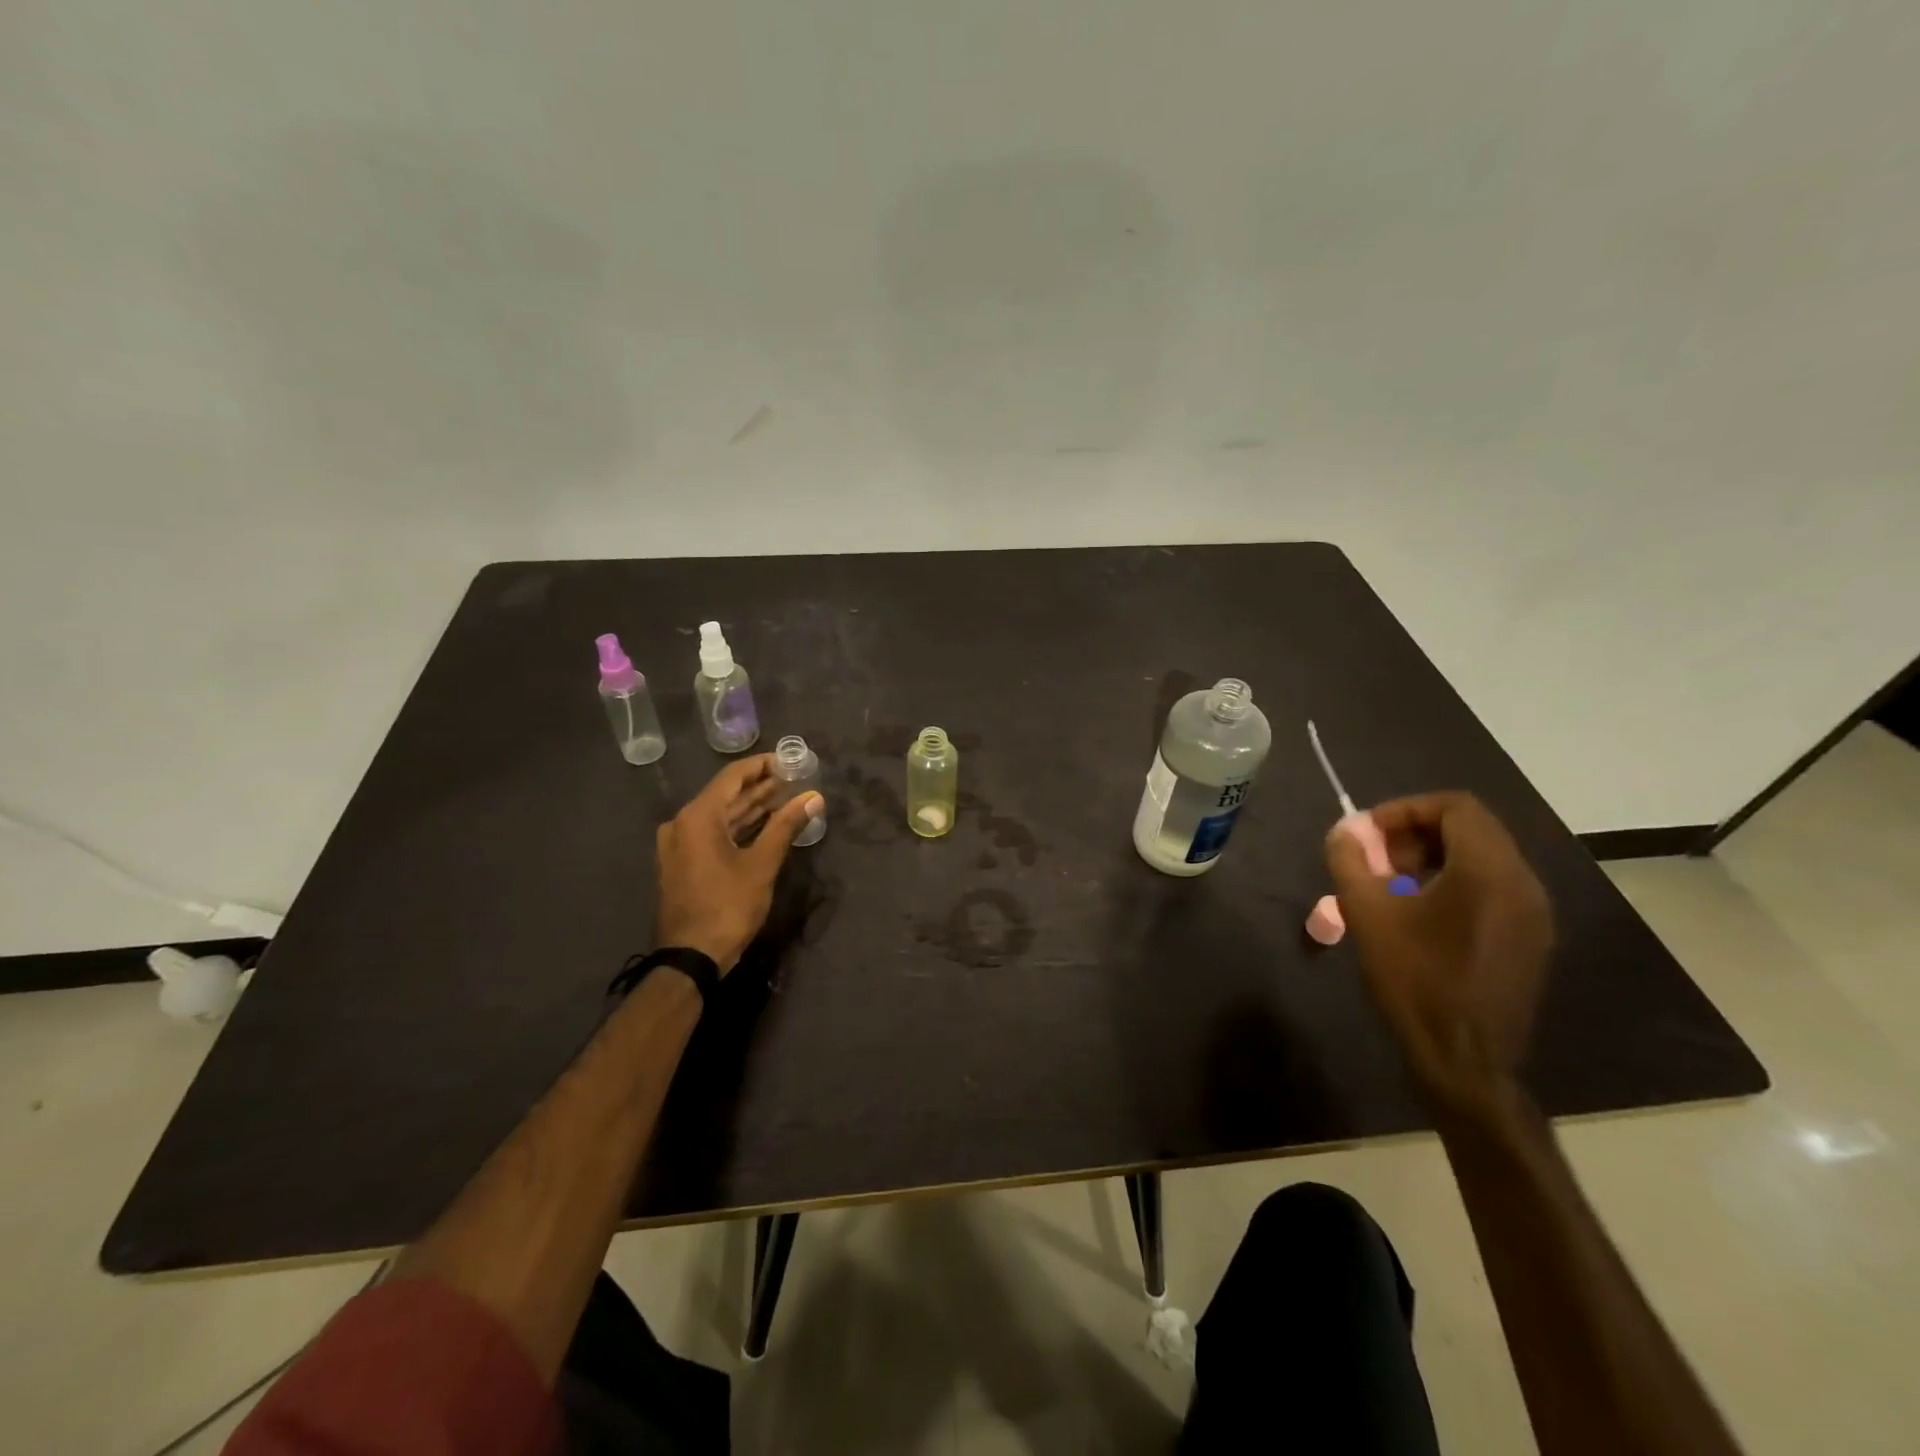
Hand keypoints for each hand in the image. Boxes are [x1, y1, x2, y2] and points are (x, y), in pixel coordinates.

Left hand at [654, 755, 823, 973]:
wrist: (690, 957)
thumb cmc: (727, 906)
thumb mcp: (762, 865)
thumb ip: (786, 826)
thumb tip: (815, 797)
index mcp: (697, 817)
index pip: (733, 776)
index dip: (762, 765)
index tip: (790, 761)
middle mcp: (682, 824)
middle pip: (725, 795)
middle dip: (760, 787)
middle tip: (794, 780)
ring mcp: (679, 845)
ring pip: (720, 816)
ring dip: (751, 808)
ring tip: (786, 799)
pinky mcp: (683, 863)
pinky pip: (713, 833)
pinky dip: (738, 827)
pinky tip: (764, 826)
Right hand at [1325, 792, 1553, 1116]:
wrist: (1464, 1062)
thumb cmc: (1414, 981)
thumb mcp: (1367, 914)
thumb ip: (1351, 860)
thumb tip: (1346, 829)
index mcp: (1489, 872)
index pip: (1455, 807)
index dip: (1405, 810)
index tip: (1368, 834)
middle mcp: (1523, 883)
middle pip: (1471, 829)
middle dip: (1415, 834)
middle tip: (1376, 861)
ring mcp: (1534, 914)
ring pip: (1482, 858)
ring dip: (1433, 858)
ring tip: (1391, 888)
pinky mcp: (1531, 939)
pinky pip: (1493, 888)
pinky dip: (1454, 884)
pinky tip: (1420, 916)